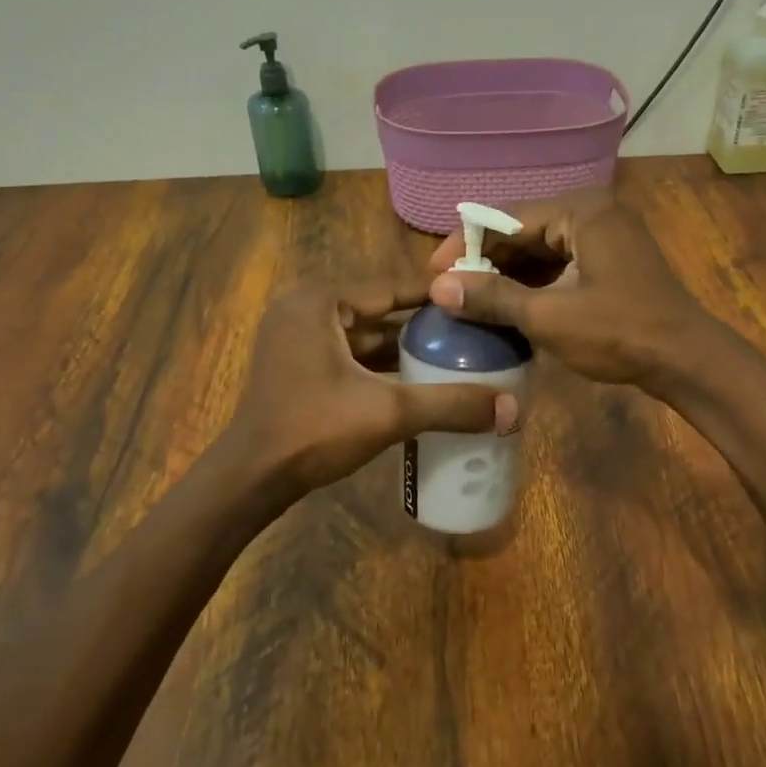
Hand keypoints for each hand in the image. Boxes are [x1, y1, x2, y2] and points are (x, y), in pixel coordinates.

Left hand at [227, 278, 519, 496]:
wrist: (251, 479)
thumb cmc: (313, 430)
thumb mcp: (389, 413)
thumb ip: (450, 404)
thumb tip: (513, 409)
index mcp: (320, 300)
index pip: (392, 287)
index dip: (438, 297)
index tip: (481, 302)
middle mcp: (306, 308)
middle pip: (380, 310)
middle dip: (425, 325)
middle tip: (475, 332)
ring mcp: (298, 336)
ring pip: (366, 334)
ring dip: (405, 347)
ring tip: (458, 355)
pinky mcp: (298, 363)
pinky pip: (350, 354)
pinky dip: (382, 365)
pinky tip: (419, 379)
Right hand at [425, 191, 716, 388]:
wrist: (687, 360)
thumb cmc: (620, 332)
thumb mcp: (549, 316)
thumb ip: (493, 297)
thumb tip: (437, 288)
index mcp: (581, 209)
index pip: (506, 217)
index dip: (465, 245)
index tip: (433, 272)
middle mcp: (592, 211)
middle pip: (522, 229)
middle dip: (484, 260)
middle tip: (447, 289)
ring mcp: (604, 235)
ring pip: (539, 248)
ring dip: (505, 273)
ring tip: (468, 299)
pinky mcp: (609, 259)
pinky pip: (559, 262)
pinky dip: (531, 281)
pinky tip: (506, 304)